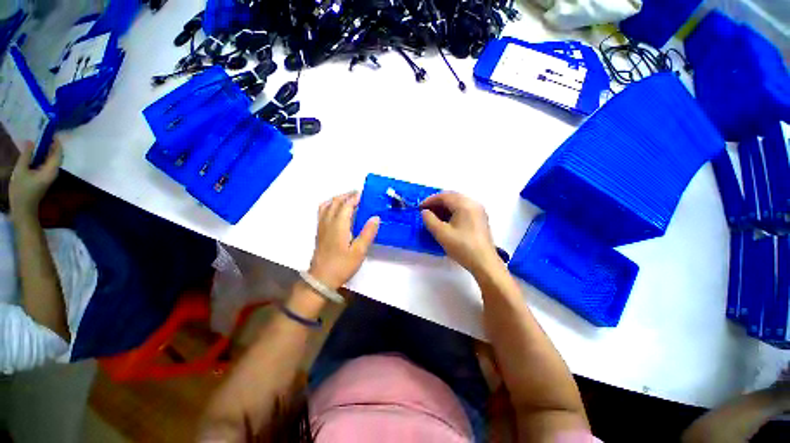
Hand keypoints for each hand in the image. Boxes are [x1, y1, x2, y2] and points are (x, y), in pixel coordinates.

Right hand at [9, 140, 61, 218]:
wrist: (23, 209)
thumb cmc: (22, 190)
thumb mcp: (21, 171)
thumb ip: (26, 156)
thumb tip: (31, 141)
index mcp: (51, 170)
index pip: (58, 154)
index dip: (57, 143)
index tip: (52, 133)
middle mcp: (53, 173)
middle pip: (56, 156)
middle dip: (52, 145)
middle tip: (45, 134)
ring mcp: (49, 176)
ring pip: (51, 160)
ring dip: (47, 150)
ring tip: (40, 140)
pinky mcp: (44, 179)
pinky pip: (46, 164)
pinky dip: (43, 156)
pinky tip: (36, 152)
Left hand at [309, 191, 379, 289]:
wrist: (321, 279)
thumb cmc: (342, 265)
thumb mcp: (359, 251)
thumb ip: (368, 233)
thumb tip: (376, 217)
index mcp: (338, 225)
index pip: (346, 205)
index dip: (354, 197)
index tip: (364, 193)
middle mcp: (328, 222)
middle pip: (335, 202)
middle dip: (346, 195)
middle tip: (358, 194)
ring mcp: (321, 226)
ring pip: (327, 205)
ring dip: (337, 198)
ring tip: (347, 199)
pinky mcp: (319, 231)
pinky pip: (322, 211)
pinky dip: (330, 205)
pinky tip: (336, 210)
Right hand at [421, 192, 500, 275]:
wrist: (484, 263)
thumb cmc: (462, 247)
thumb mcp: (441, 234)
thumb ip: (429, 220)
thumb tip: (425, 212)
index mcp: (464, 204)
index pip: (444, 196)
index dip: (429, 200)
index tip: (419, 208)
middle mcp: (473, 203)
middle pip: (452, 197)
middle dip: (437, 203)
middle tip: (426, 211)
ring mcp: (478, 211)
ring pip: (458, 202)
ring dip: (444, 207)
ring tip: (434, 217)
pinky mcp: (480, 218)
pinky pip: (463, 209)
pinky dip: (452, 211)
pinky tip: (446, 221)